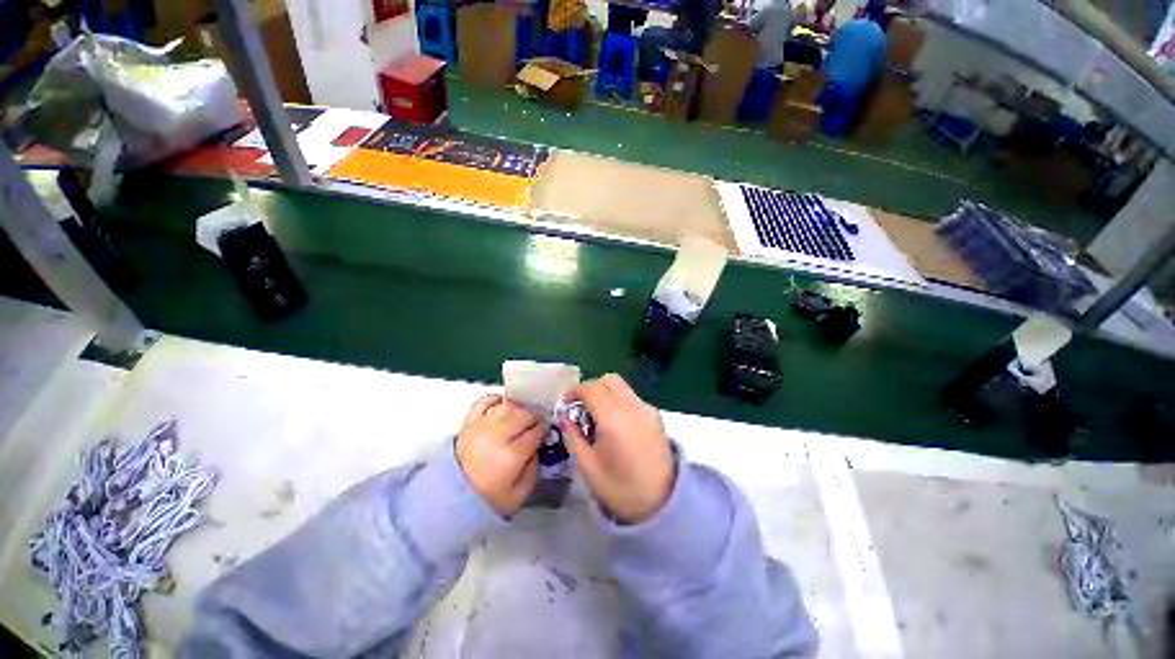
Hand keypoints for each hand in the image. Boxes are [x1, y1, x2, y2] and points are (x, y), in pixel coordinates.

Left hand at [456, 395, 545, 516]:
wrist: (450, 499)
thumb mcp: (519, 494)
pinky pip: (483, 402)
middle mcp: (497, 436)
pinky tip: (503, 403)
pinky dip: (495, 399)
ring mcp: (480, 427)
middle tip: (538, 421)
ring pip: (507, 407)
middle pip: (523, 415)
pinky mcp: (468, 423)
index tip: (547, 428)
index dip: (544, 428)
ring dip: (519, 408)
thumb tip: (537, 448)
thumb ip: (533, 469)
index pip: (535, 432)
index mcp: (511, 456)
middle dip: (535, 416)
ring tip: (523, 415)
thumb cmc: (488, 499)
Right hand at [562, 374, 674, 523]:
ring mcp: (646, 408)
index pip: (591, 389)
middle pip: (608, 380)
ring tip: (597, 416)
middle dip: (591, 388)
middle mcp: (632, 406)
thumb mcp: (588, 467)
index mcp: (613, 418)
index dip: (575, 392)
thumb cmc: (620, 488)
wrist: (663, 502)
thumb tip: (565, 417)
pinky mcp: (655, 415)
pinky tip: (614, 423)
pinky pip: (632, 397)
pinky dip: (618, 400)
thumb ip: (573, 437)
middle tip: (581, 407)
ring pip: (622, 386)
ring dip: (605, 392)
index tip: (566, 404)